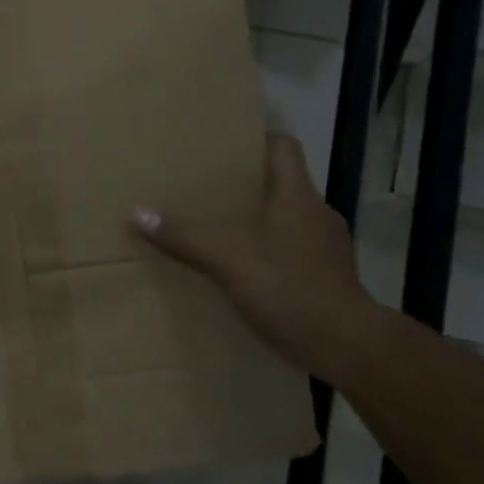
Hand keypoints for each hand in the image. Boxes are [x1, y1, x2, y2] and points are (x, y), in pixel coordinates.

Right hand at [130, 132, 376, 377]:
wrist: (347, 345)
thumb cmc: (290, 288)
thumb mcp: (229, 259)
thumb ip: (185, 236)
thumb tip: (137, 212)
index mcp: (298, 196)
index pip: (283, 147)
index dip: (257, 138)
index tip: (225, 142)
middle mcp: (316, 213)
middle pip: (281, 184)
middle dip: (245, 185)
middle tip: (205, 188)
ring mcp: (326, 247)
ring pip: (286, 220)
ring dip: (258, 222)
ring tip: (220, 231)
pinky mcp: (328, 277)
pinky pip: (292, 252)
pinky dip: (269, 254)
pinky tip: (245, 272)